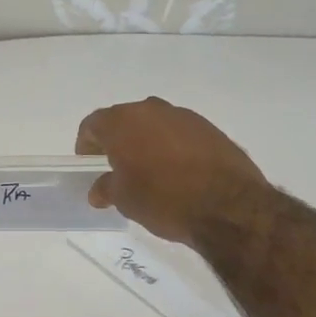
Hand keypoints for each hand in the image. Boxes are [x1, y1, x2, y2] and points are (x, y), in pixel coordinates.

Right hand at [75, 97, 269, 244]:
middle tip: (117, 167)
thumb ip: (106, 188)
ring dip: (147, 141)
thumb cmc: (164, 200)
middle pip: (124, 120)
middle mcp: (151, 109)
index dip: (86, 144)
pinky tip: (178, 172)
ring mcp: (183, 116)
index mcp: (122, 122)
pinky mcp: (210, 128)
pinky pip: (180, 133)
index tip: (90, 164)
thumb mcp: (125, 200)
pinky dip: (173, 146)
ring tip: (150, 171)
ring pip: (154, 124)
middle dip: (117, 140)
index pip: (93, 124)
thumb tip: (99, 189)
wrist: (229, 207)